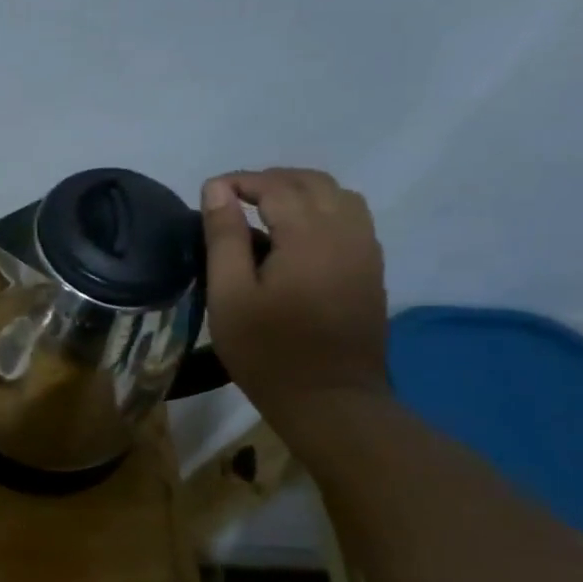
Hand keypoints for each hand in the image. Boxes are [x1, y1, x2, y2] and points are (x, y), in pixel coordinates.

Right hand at [201, 168, 388, 425]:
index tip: (210, 192)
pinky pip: (352, 220)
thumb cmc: (268, 351)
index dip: (240, 181)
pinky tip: (297, 237)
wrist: (330, 401)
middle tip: (234, 199)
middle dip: (271, 181)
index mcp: (309, 235)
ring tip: (266, 212)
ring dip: (301, 192)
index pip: (275, 186)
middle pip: (312, 182)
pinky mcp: (372, 271)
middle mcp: (346, 232)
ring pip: (339, 196)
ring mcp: (366, 251)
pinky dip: (323, 211)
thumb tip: (217, 189)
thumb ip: (224, 237)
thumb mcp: (230, 296)